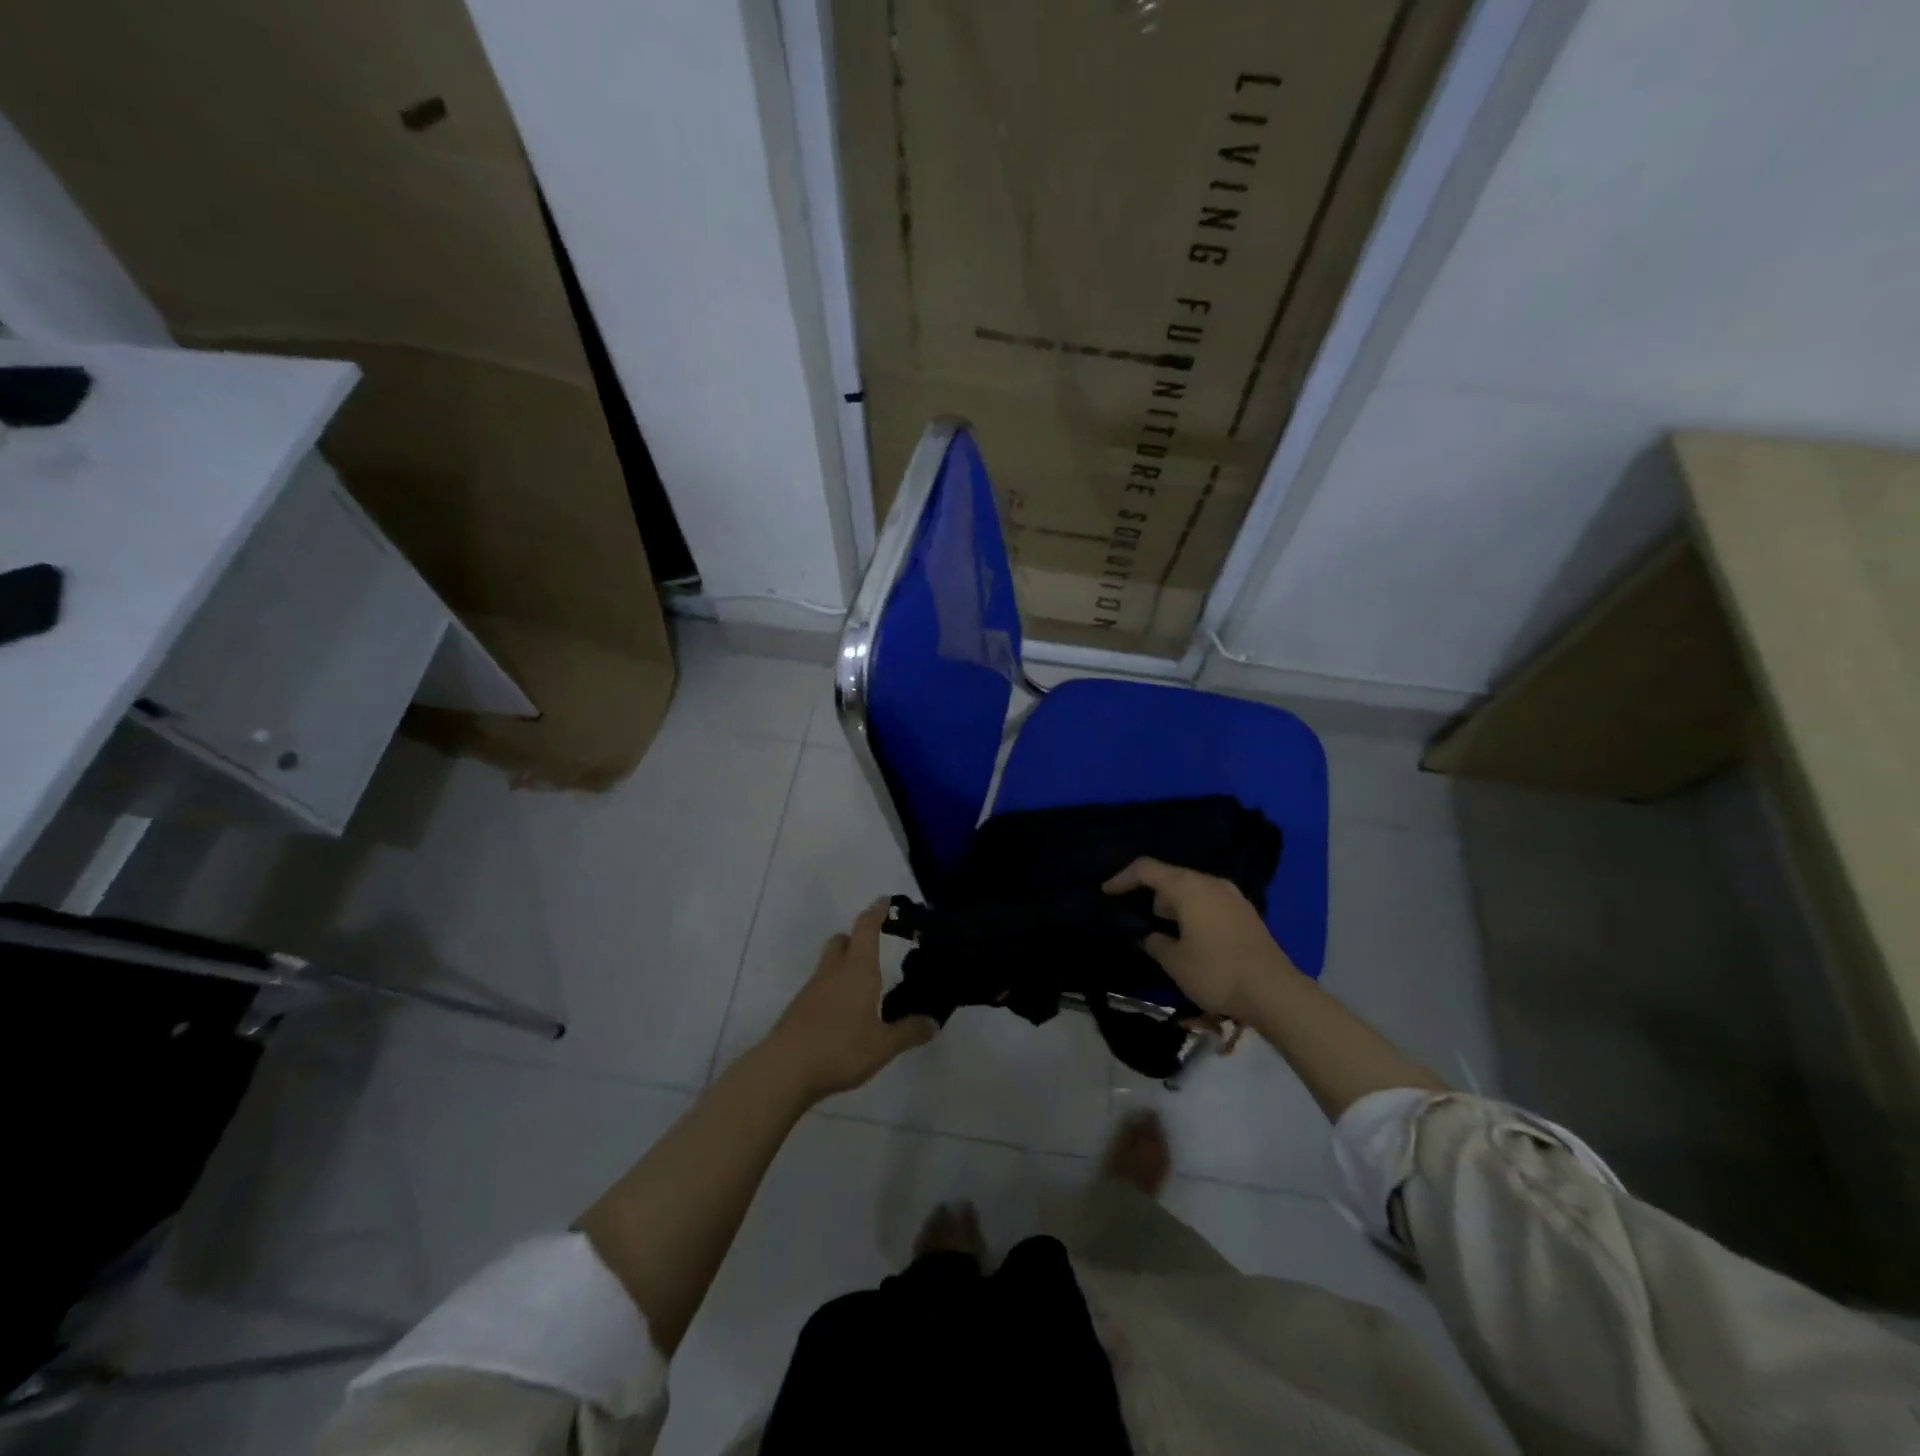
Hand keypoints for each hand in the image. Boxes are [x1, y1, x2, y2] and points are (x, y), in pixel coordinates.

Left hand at [762, 902, 937, 1101]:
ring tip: (865, 986)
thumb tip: (933, 1022)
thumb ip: (909, 1032)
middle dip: (857, 938)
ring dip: (845, 965)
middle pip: (842, 940)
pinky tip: (845, 1014)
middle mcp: (833, 971)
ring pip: (829, 964)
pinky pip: (820, 987)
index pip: (866, 928)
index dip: (876, 912)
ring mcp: (812, 989)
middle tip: (875, 947)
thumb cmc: (840, 1048)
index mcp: (858, 969)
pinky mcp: (799, 1009)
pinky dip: (834, 990)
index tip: (885, 900)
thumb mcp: (883, 1045)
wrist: (784, 1070)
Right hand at [1103, 858, 1295, 1019]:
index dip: (1122, 878)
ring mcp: (1231, 896)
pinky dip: (1191, 910)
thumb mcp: (1175, 962)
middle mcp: (1210, 883)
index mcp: (1188, 887)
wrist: (1275, 992)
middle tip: (1132, 912)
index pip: (1146, 869)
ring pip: (1191, 888)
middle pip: (1170, 876)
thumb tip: (1147, 935)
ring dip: (1171, 903)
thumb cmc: (1217, 972)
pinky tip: (1187, 934)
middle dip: (1148, 892)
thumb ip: (1154, 942)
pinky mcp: (1244, 912)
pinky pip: (1208, 900)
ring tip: (1158, 927)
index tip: (1106, 892)